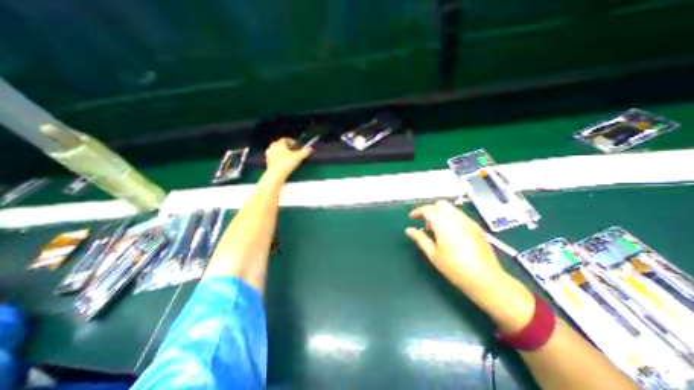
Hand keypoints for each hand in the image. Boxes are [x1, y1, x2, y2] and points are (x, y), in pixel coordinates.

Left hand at [263, 137, 311, 179]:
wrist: (276, 174)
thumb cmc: (287, 163)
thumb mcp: (298, 157)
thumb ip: (305, 152)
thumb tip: (310, 148)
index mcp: (280, 143)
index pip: (287, 139)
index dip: (293, 142)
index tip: (298, 146)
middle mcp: (273, 146)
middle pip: (282, 144)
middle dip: (288, 147)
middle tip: (294, 151)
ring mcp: (269, 153)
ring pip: (278, 150)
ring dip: (283, 152)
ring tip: (289, 157)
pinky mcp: (267, 160)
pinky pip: (274, 156)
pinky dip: (279, 158)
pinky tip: (283, 163)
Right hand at [408, 199, 535, 332]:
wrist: (486, 279)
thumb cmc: (455, 268)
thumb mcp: (433, 254)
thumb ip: (420, 239)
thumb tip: (408, 230)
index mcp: (444, 225)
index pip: (428, 210)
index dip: (418, 211)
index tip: (411, 217)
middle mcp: (457, 219)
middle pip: (441, 204)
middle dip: (430, 209)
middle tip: (426, 223)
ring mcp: (469, 222)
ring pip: (451, 208)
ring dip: (440, 213)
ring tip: (437, 230)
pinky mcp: (476, 227)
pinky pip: (460, 215)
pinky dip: (450, 218)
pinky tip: (450, 233)